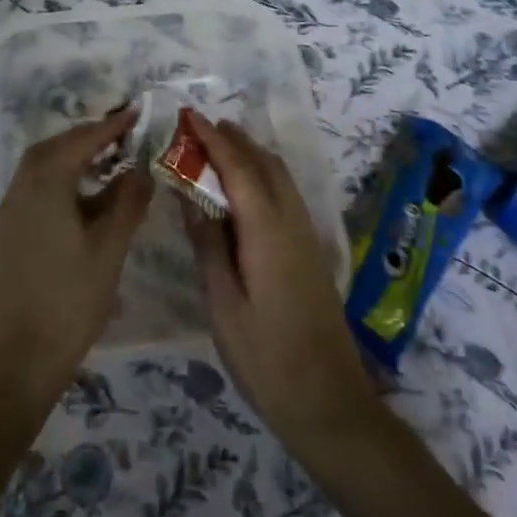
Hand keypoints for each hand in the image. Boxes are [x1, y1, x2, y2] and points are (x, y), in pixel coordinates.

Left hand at [0, 109, 151, 407]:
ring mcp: (12, 211)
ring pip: (43, 167)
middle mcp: (22, 189)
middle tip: (122, 136)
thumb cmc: (71, 299)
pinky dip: (63, 179)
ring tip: (110, 162)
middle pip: (54, 147)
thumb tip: (142, 170)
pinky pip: (37, 188)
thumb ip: (128, 202)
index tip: (136, 113)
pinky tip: (88, 198)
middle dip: (88, 137)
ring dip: (74, 158)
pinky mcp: (11, 231)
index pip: (81, 141)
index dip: (110, 126)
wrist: (21, 356)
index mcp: (45, 185)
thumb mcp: (110, 248)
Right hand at [180, 113, 384, 457]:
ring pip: (279, 177)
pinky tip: (242, 192)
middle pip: (265, 163)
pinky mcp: (310, 251)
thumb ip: (208, 244)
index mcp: (267, 230)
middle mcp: (292, 222)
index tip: (189, 116)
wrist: (328, 400)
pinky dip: (261, 177)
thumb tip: (191, 196)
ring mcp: (306, 235)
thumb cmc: (266, 357)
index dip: (213, 139)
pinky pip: (284, 195)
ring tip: (215, 150)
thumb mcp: (223, 303)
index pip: (239, 168)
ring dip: (249, 155)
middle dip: (233, 139)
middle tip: (197, 129)